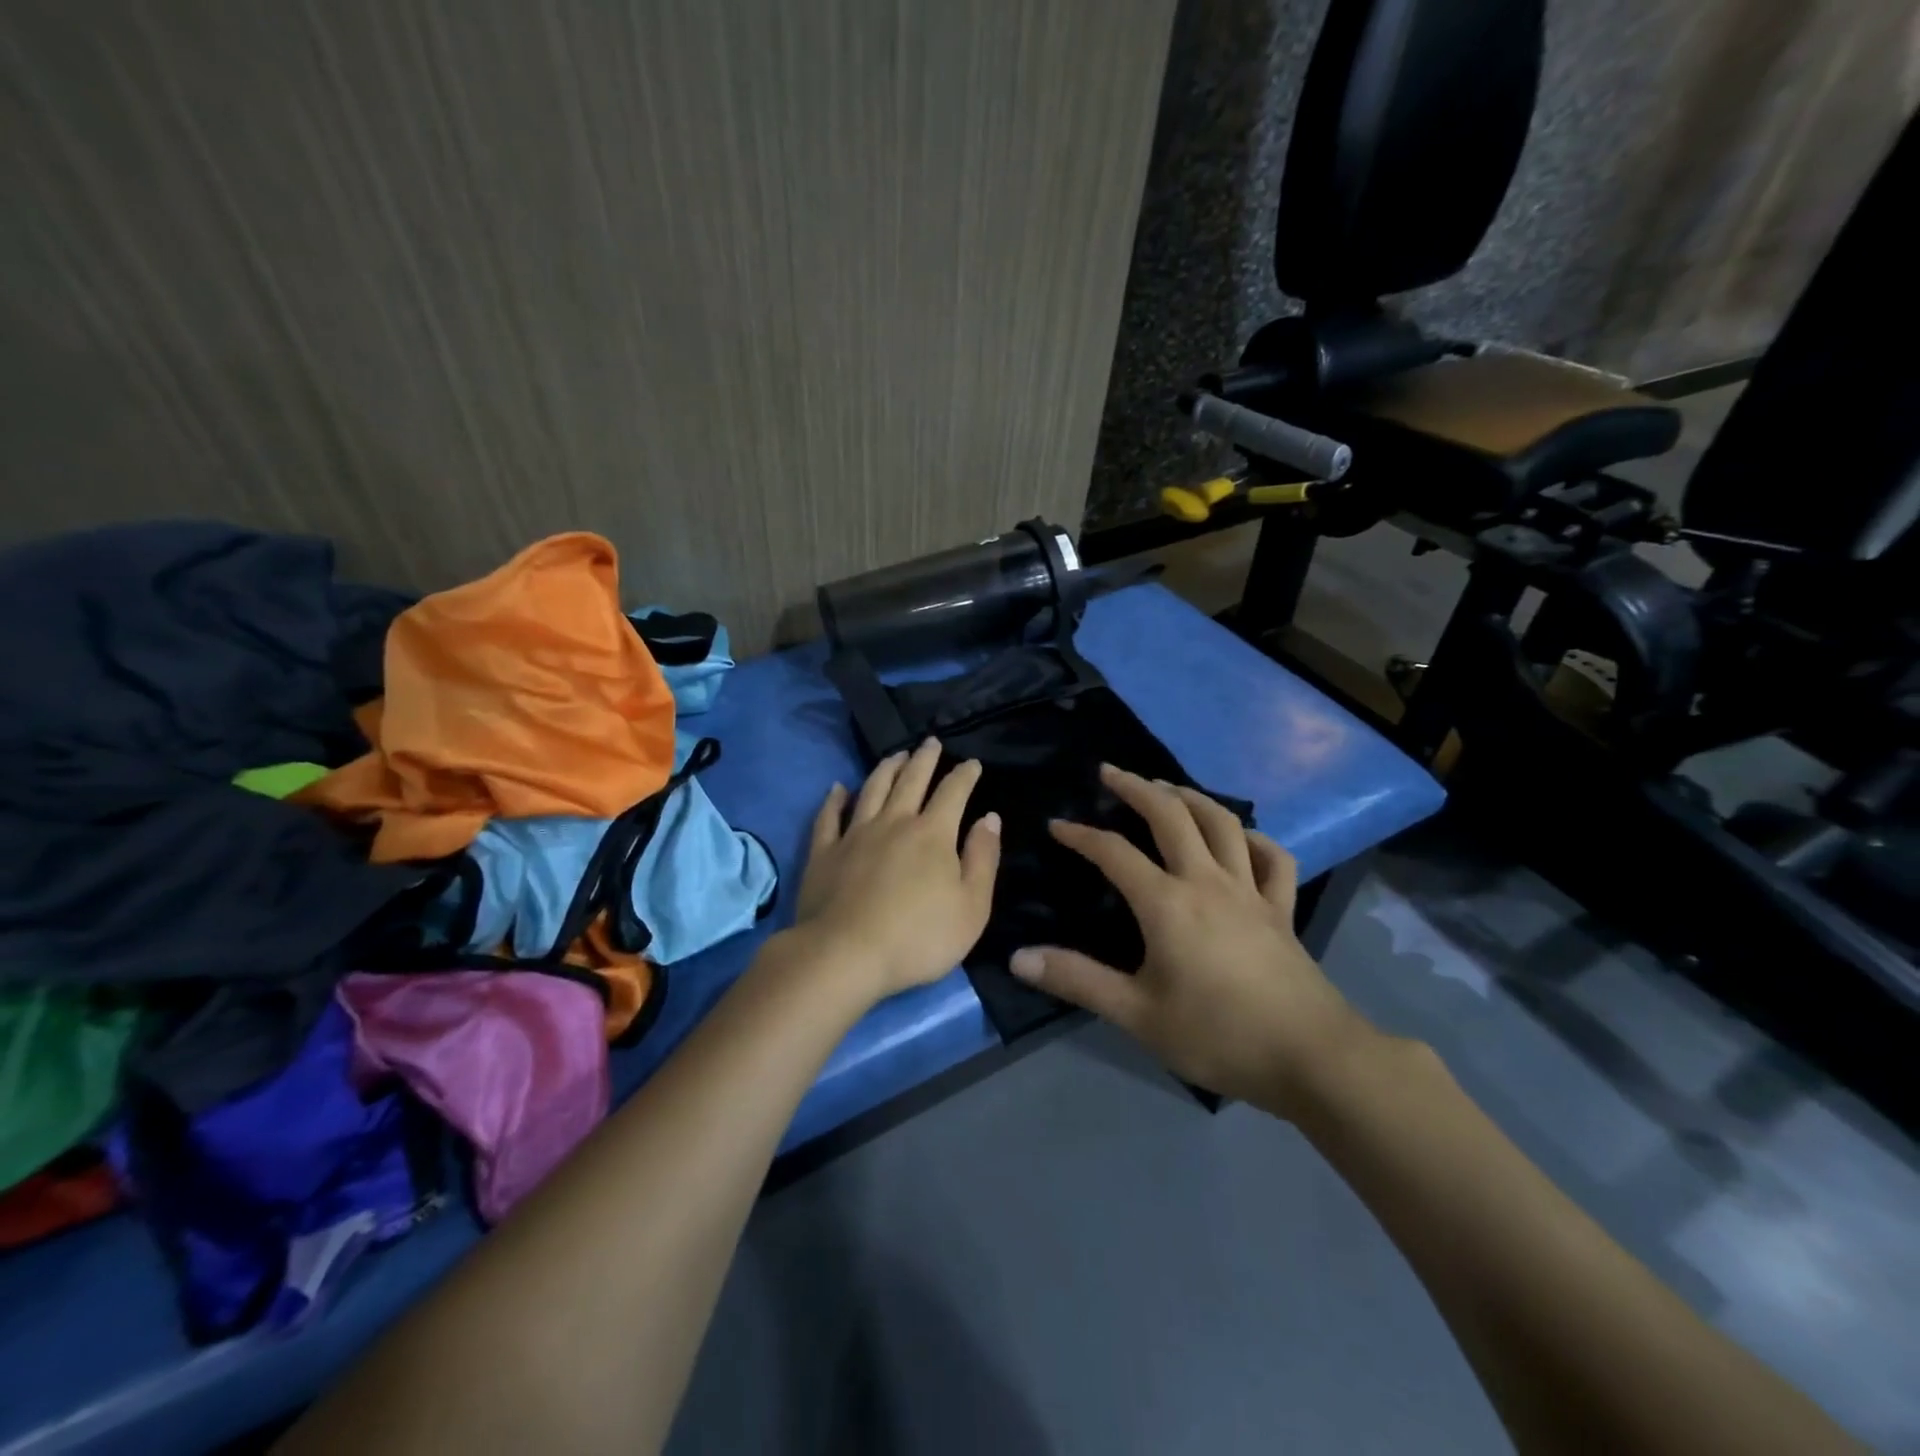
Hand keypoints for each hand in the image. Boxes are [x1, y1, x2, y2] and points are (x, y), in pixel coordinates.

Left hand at [792, 738, 1000, 1001]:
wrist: (845, 955)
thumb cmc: (918, 937)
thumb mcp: (971, 907)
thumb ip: (983, 859)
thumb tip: (989, 818)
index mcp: (933, 834)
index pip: (953, 792)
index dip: (965, 775)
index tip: (972, 763)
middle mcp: (894, 822)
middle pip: (911, 781)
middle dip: (925, 759)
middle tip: (931, 742)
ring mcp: (855, 834)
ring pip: (873, 789)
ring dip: (886, 768)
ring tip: (896, 755)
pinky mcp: (824, 852)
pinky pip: (829, 817)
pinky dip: (835, 799)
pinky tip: (838, 788)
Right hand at [1008, 764, 1368, 1117]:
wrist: (1312, 1058)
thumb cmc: (1218, 1035)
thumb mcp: (1137, 1015)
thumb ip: (1078, 980)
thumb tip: (1018, 957)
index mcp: (1167, 903)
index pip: (1114, 853)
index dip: (1081, 834)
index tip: (1057, 824)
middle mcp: (1207, 881)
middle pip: (1171, 816)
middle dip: (1137, 788)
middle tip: (1111, 771)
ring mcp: (1250, 891)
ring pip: (1222, 824)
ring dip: (1191, 797)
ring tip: (1167, 786)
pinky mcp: (1281, 909)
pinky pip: (1272, 858)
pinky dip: (1254, 838)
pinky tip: (1241, 837)